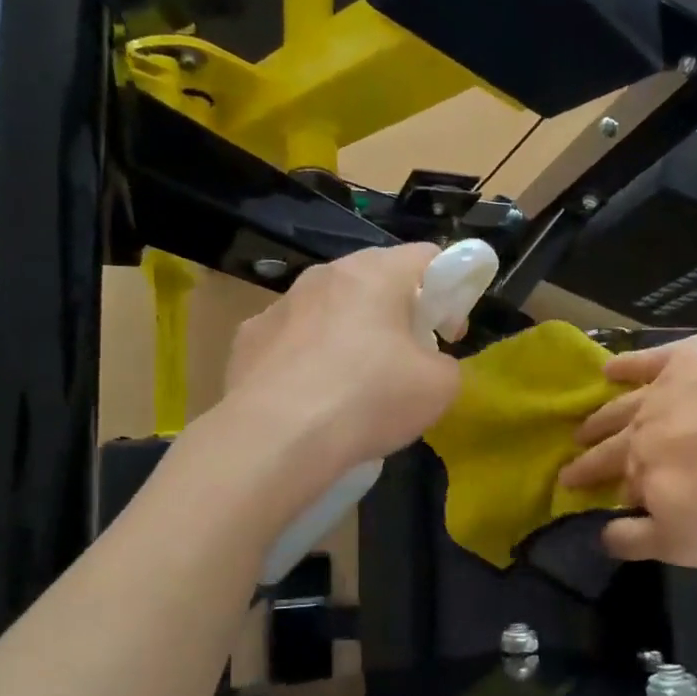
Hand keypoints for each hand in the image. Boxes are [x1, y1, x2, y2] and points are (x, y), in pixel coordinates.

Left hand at [223, 244, 461, 482]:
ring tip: (354, 388)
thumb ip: (445, 363)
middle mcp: (323, 276)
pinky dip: (307, 361)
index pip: (426, 256)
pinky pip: (291, 341)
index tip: (447, 334)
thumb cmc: (368, 400)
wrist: (275, 440)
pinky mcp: (247, 340)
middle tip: (407, 360)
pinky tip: (310, 400)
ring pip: (329, 310)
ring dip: (349, 335)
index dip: (450, 292)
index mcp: (374, 274)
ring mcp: (279, 306)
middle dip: (397, 314)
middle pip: (374, 281)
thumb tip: (428, 364)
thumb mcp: (440, 387)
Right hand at [558, 332, 696, 565]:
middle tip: (567, 467)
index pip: (618, 488)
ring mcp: (662, 391)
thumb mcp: (691, 541)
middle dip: (587, 460)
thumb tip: (601, 535)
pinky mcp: (686, 357)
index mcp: (645, 475)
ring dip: (598, 419)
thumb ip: (641, 541)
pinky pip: (645, 360)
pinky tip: (611, 367)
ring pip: (620, 406)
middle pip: (610, 448)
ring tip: (581, 426)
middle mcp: (642, 432)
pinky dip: (625, 364)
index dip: (600, 493)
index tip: (578, 494)